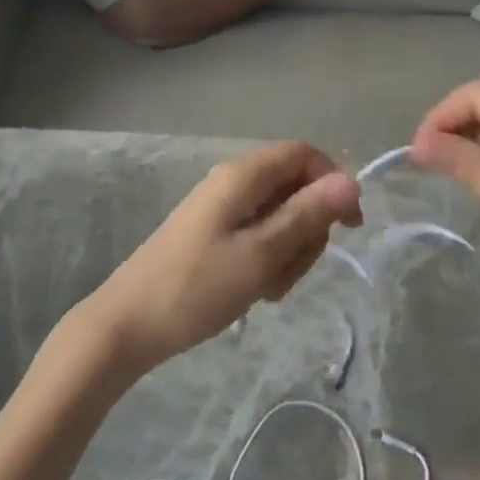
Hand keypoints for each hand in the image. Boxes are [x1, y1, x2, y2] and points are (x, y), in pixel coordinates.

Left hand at [81, 142, 362, 374]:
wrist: (129, 324)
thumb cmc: (196, 288)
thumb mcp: (261, 254)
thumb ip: (306, 215)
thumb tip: (350, 181)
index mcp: (242, 175)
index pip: (304, 154)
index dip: (333, 183)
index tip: (349, 228)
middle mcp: (233, 182)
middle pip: (295, 187)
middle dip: (308, 229)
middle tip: (291, 271)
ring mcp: (222, 208)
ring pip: (281, 216)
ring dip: (289, 252)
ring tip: (268, 288)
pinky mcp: (215, 233)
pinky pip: (259, 235)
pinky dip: (269, 260)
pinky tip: (257, 291)